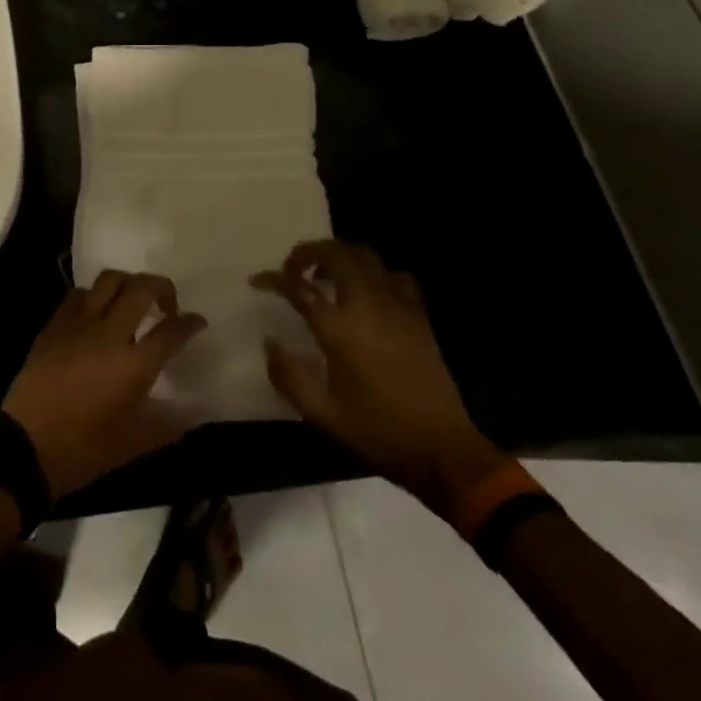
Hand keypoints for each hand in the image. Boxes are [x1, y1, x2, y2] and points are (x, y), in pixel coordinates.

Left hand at [2, 272, 207, 497]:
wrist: (25, 447)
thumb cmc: (84, 450)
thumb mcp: (134, 445)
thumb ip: (169, 424)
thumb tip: (197, 412)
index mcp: (133, 365)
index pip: (171, 332)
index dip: (190, 323)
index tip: (198, 321)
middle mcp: (108, 334)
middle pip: (141, 288)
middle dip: (162, 287)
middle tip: (168, 304)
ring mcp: (78, 324)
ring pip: (109, 280)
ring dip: (128, 283)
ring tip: (133, 301)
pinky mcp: (54, 325)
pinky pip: (78, 294)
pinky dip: (95, 295)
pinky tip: (97, 312)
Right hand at [253, 241, 508, 514]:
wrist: (443, 449)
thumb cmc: (378, 431)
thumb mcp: (322, 413)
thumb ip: (288, 376)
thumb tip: (270, 342)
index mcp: (339, 328)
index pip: (297, 287)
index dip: (273, 279)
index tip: (257, 281)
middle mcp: (366, 304)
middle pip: (335, 253)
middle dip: (308, 252)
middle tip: (293, 268)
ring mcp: (397, 305)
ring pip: (365, 256)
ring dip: (340, 256)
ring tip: (326, 274)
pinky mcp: (419, 314)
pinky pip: (394, 275)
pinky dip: (374, 272)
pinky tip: (368, 291)